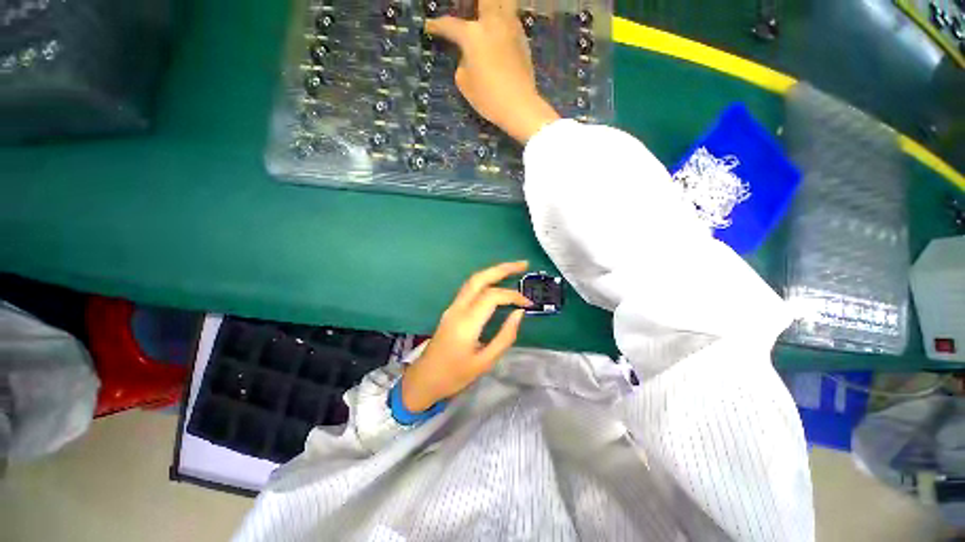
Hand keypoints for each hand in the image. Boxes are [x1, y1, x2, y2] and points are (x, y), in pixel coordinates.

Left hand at [401, 261, 532, 411]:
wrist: (424, 380)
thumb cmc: (455, 375)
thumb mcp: (485, 362)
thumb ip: (504, 336)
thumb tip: (519, 313)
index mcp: (466, 322)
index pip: (492, 296)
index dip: (513, 295)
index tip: (528, 304)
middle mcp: (458, 308)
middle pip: (479, 278)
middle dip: (502, 268)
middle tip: (523, 264)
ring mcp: (452, 307)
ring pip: (473, 280)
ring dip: (493, 271)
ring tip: (513, 269)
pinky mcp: (451, 310)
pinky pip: (469, 288)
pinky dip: (486, 280)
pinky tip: (496, 283)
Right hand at [425, 0, 559, 142]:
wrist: (519, 105)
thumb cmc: (489, 97)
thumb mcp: (464, 83)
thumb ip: (462, 63)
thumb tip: (467, 56)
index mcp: (472, 34)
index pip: (450, 25)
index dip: (437, 26)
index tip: (429, 26)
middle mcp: (492, 23)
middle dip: (474, 2)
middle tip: (467, 9)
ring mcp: (510, 28)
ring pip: (504, 2)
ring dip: (494, 4)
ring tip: (487, 14)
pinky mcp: (523, 39)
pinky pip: (512, 18)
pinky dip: (504, 17)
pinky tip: (500, 28)